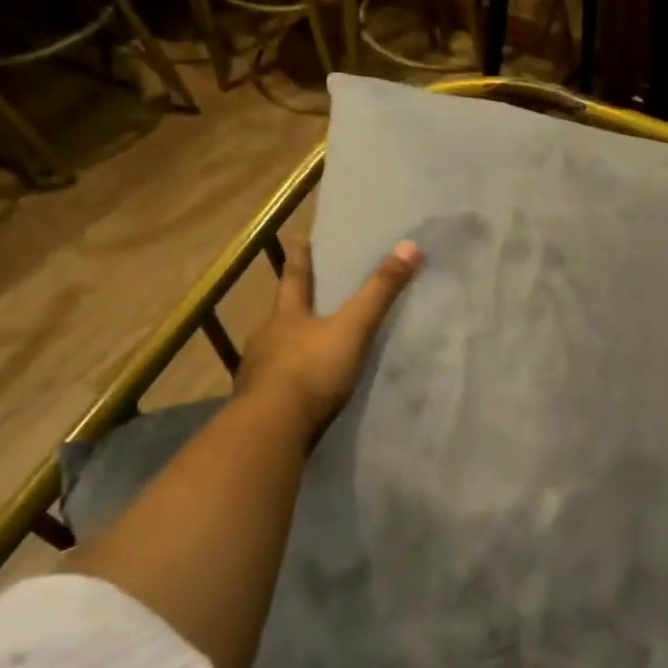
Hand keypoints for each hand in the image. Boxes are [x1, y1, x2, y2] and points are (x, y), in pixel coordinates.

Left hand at [238, 238, 421, 439]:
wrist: (272, 427)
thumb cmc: (312, 369)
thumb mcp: (353, 328)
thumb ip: (380, 292)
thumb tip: (409, 246)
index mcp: (286, 315)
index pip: (294, 277)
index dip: (299, 258)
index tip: (298, 240)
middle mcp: (266, 337)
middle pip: (281, 313)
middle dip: (293, 304)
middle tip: (304, 296)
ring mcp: (258, 372)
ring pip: (276, 349)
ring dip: (289, 345)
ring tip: (307, 346)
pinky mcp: (259, 403)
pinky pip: (276, 383)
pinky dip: (288, 380)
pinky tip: (300, 388)